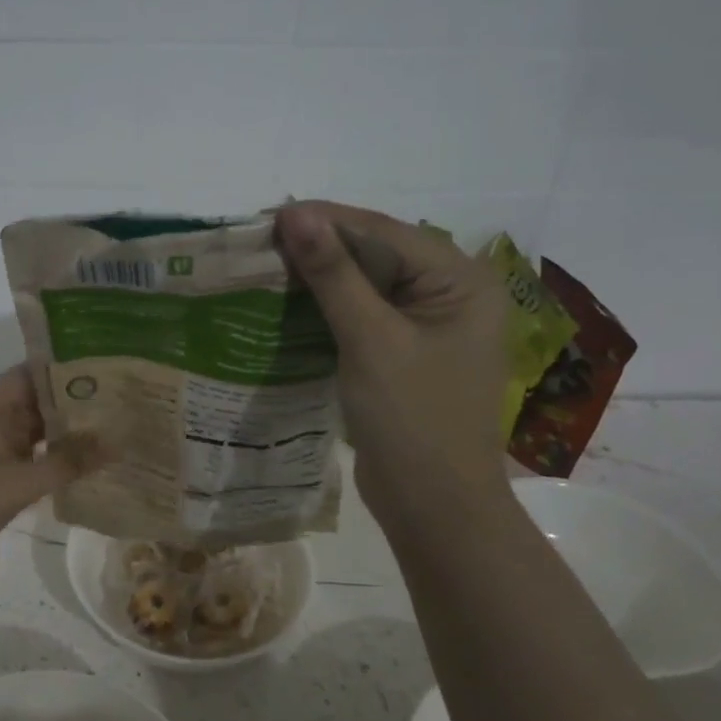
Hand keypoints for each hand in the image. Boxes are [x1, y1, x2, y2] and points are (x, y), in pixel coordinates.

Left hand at [0, 366, 103, 586]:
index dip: (71, 368)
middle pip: (36, 400)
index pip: (34, 372)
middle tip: (124, 404)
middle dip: (76, 402)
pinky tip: (82, 465)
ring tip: (113, 431)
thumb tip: (117, 441)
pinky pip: (24, 455)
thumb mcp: (17, 485)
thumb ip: (67, 461)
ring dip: (65, 432)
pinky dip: (50, 457)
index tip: (112, 371)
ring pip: (32, 429)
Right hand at [275, 201, 508, 519]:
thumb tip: (296, 213)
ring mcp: (428, 326)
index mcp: (460, 280)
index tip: (267, 217)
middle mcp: (451, 293)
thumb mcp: (371, 340)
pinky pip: (364, 317)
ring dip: (320, 279)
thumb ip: (334, 275)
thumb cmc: (412, 420)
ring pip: (366, 285)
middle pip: (377, 254)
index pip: (385, 232)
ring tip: (265, 267)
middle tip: (260, 242)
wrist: (434, 507)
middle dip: (321, 249)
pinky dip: (328, 310)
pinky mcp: (405, 354)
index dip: (327, 221)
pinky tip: (288, 305)